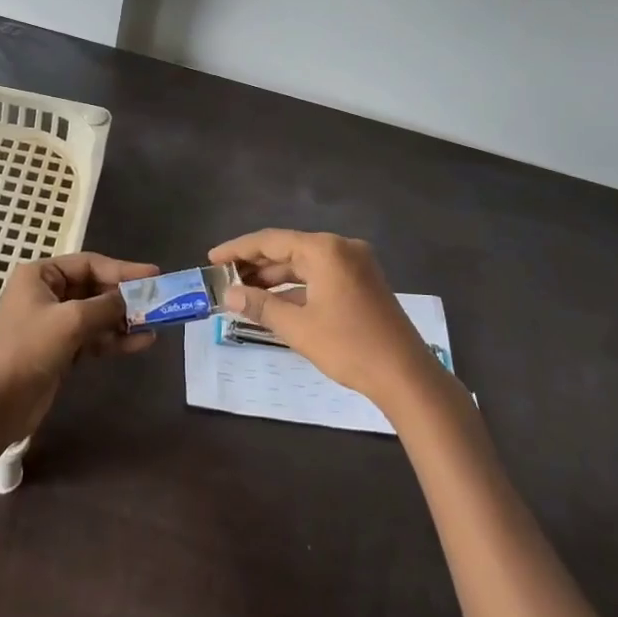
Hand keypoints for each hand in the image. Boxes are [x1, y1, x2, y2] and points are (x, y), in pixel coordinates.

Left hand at [0, 252, 157, 441]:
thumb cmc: (29, 349)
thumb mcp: (71, 321)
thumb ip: (105, 306)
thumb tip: (130, 301)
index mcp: (40, 275)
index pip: (88, 264)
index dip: (122, 269)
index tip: (154, 275)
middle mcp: (46, 293)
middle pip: (94, 288)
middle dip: (125, 297)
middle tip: (158, 300)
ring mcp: (53, 323)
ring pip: (96, 314)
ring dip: (124, 319)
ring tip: (155, 323)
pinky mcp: (60, 349)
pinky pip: (93, 337)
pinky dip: (115, 339)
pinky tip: (141, 342)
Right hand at [210, 230, 438, 411]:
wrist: (406, 375)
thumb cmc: (349, 346)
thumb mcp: (298, 327)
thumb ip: (260, 306)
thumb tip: (226, 295)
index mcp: (325, 250)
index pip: (271, 240)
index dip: (238, 249)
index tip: (212, 259)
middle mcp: (341, 247)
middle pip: (288, 249)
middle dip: (255, 264)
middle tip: (224, 279)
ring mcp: (355, 264)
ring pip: (304, 263)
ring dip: (275, 278)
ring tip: (242, 292)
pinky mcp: (362, 282)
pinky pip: (320, 275)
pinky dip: (296, 287)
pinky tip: (274, 302)